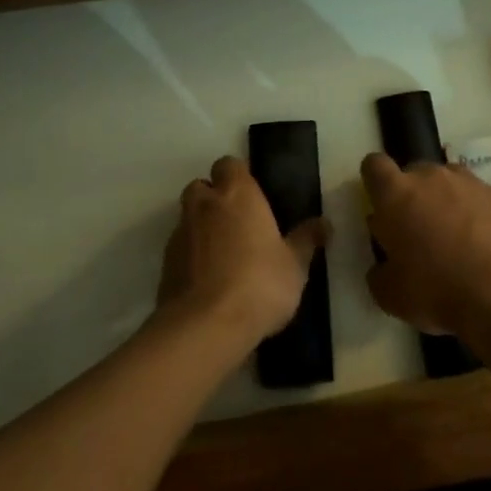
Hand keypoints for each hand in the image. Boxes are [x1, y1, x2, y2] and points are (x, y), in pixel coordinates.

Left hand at [158, 156, 328, 351]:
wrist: (205, 326)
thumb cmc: (259, 284)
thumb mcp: (295, 265)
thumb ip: (306, 240)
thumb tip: (324, 223)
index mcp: (237, 194)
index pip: (229, 164)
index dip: (239, 176)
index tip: (253, 195)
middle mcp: (204, 205)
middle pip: (202, 186)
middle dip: (215, 197)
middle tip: (238, 221)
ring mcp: (180, 234)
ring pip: (188, 217)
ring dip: (202, 227)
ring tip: (224, 255)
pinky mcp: (165, 263)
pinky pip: (180, 248)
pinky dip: (191, 255)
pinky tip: (209, 280)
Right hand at [361, 153, 490, 338]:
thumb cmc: (435, 290)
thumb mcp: (389, 294)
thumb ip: (379, 271)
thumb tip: (384, 264)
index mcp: (396, 194)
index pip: (374, 165)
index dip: (375, 180)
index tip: (380, 203)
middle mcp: (431, 176)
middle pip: (415, 172)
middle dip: (414, 194)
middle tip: (419, 230)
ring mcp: (469, 182)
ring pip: (450, 181)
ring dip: (447, 200)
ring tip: (456, 236)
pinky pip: (481, 197)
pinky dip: (479, 213)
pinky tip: (486, 243)